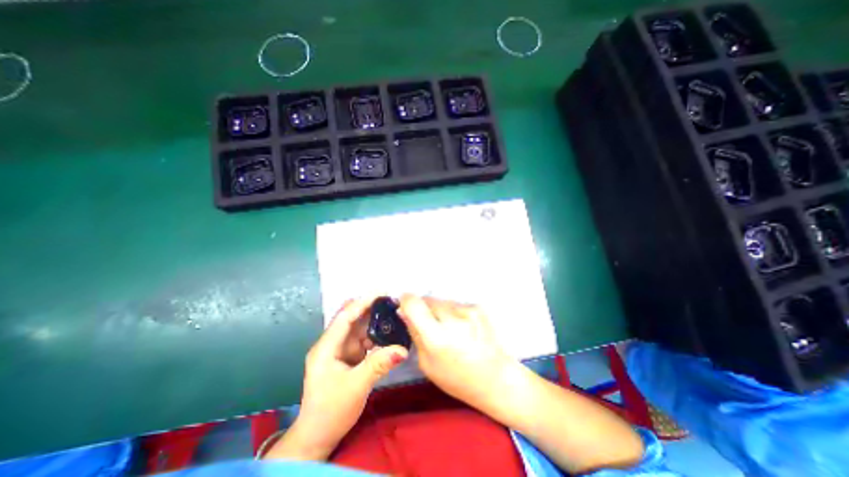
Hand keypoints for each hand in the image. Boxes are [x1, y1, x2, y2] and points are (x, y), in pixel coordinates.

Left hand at [267, 296, 408, 459]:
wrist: (318, 438)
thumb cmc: (331, 411)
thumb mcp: (356, 387)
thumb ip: (379, 364)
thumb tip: (403, 348)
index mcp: (326, 347)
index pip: (344, 317)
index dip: (362, 302)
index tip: (381, 292)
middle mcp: (332, 344)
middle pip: (352, 319)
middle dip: (370, 309)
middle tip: (392, 302)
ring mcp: (340, 351)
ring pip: (359, 329)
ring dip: (375, 322)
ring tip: (394, 315)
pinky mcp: (348, 358)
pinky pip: (363, 341)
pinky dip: (376, 336)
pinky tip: (388, 334)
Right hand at [394, 296, 521, 415]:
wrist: (496, 378)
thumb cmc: (457, 378)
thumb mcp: (427, 363)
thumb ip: (415, 333)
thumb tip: (404, 311)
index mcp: (437, 338)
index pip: (414, 304)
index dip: (405, 300)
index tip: (403, 304)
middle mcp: (453, 320)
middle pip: (427, 299)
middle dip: (423, 308)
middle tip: (429, 324)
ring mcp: (468, 311)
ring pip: (441, 301)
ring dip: (439, 310)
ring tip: (448, 329)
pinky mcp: (478, 307)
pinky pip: (455, 304)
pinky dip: (453, 312)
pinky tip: (461, 328)